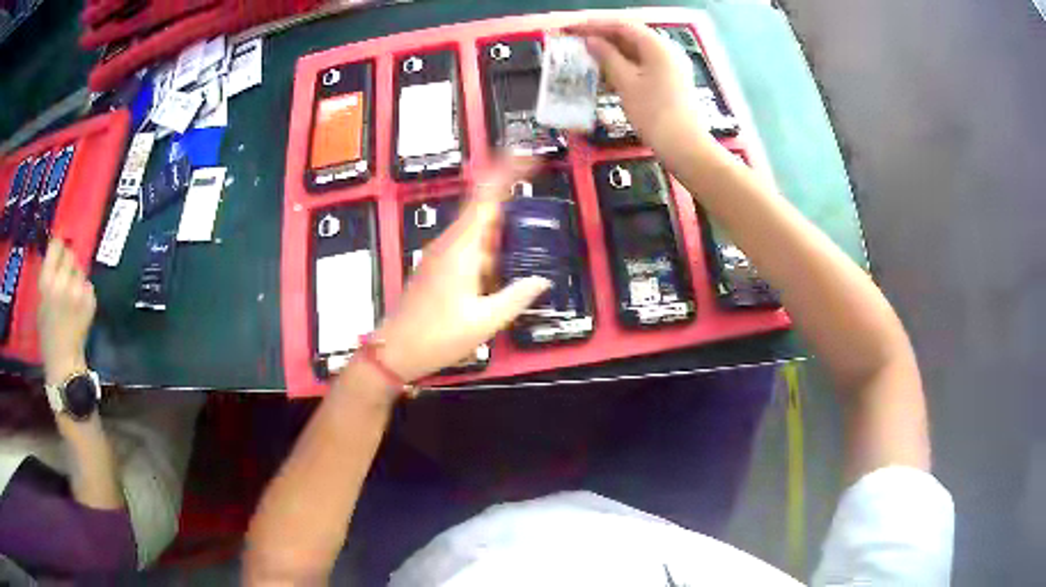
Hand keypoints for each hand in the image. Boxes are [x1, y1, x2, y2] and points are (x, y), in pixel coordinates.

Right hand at [38, 240, 95, 382]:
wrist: (64, 361)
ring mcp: (79, 290)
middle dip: (67, 261)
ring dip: (76, 276)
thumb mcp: (40, 300)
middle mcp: (63, 281)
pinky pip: (87, 285)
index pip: (56, 245)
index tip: (57, 250)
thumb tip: (54, 254)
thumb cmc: (47, 333)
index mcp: (47, 281)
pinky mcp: (91, 299)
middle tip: (64, 273)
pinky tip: (78, 305)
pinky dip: (83, 290)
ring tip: (71, 293)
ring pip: (80, 269)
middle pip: (70, 254)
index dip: (58, 246)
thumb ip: (48, 276)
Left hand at [372, 160, 551, 382]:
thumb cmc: (438, 336)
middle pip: (481, 206)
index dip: (506, 171)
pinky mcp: (437, 267)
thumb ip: (516, 297)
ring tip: (524, 238)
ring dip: (499, 228)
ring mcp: (440, 254)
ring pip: (475, 228)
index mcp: (462, 248)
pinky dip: (488, 247)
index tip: (526, 155)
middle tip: (535, 193)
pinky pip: (468, 246)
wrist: (394, 351)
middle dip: (507, 195)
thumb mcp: (485, 321)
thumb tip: (542, 280)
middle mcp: (449, 243)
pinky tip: (501, 266)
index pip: (485, 197)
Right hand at [568, 20, 702, 150]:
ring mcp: (670, 67)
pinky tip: (606, 73)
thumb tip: (591, 40)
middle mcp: (666, 51)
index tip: (572, 29)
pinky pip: (643, 66)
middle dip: (602, 38)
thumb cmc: (653, 113)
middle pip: (630, 36)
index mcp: (657, 46)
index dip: (595, 25)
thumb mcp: (626, 82)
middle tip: (576, 42)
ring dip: (611, 52)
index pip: (622, 26)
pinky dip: (623, 66)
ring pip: (636, 52)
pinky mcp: (670, 82)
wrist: (684, 147)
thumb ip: (607, 57)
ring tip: (586, 57)